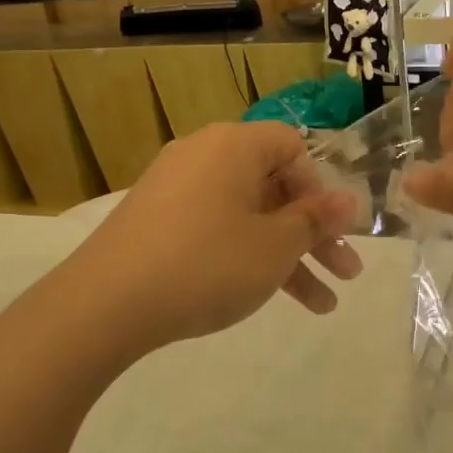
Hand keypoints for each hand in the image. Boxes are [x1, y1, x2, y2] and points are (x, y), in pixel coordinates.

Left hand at [66, 121, 361, 352]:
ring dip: (287, 257)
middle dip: (314, 234)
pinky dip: (244, 257)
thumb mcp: (274, 246)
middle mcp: (203, 156)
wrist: (106, 303)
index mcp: (234, 145)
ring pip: (248, 217)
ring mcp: (175, 190)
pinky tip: (265, 297)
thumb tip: (347, 200)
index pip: (292, 146)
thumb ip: (314, 221)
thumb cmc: (207, 264)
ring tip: (321, 307)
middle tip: (347, 274)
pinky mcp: (156, 222)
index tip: (330, 229)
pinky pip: (215, 229)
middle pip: (274, 187)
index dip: (320, 188)